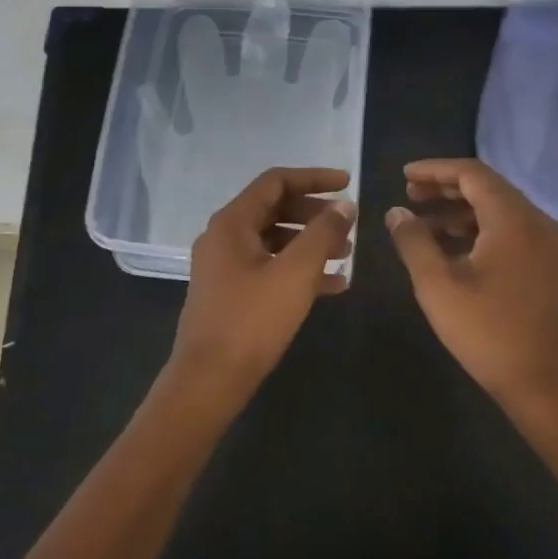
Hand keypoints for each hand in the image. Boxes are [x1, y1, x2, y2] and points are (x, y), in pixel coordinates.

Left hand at [163, 167, 355, 410]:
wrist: (209, 380)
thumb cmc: (252, 320)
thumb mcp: (295, 273)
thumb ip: (323, 233)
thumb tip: (344, 206)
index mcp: (232, 223)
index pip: (276, 182)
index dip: (314, 178)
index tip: (348, 184)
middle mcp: (224, 237)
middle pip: (275, 209)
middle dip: (315, 214)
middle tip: (348, 224)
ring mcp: (225, 267)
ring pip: (274, 240)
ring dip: (310, 243)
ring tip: (346, 256)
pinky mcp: (231, 293)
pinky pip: (269, 268)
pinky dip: (298, 269)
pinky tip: (333, 285)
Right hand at [385, 158, 557, 414]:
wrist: (546, 384)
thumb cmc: (488, 332)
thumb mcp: (438, 286)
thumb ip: (413, 242)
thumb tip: (396, 212)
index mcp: (513, 219)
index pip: (472, 173)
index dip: (435, 170)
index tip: (404, 175)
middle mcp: (536, 222)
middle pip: (487, 188)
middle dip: (445, 188)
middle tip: (409, 196)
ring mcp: (546, 244)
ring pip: (498, 211)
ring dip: (459, 211)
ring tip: (421, 223)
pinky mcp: (546, 265)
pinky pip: (509, 232)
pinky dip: (477, 230)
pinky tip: (449, 248)